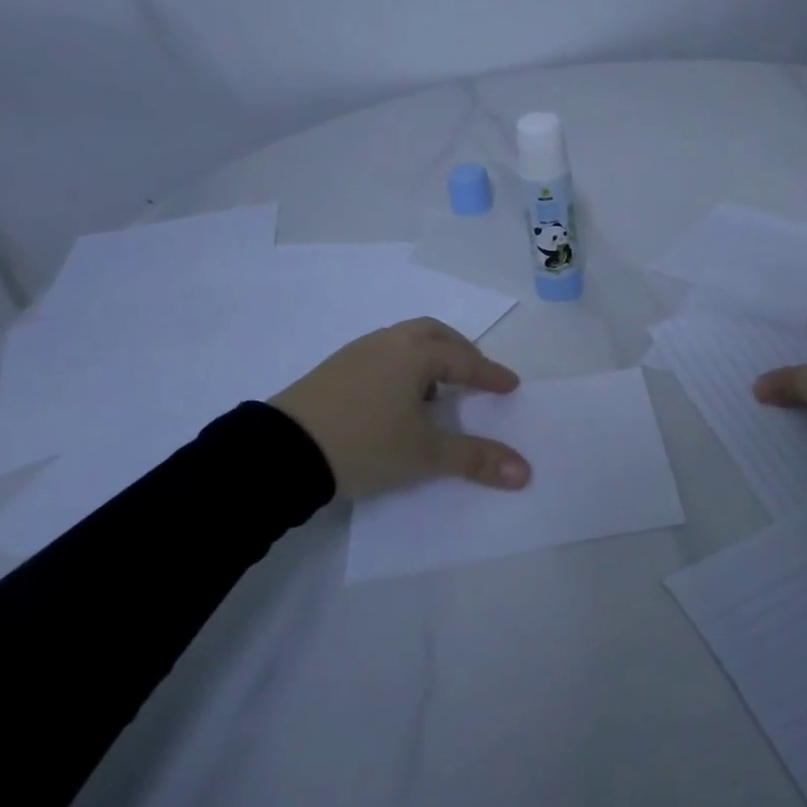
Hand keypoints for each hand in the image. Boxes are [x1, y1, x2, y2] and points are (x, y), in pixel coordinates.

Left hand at [270, 318, 531, 499]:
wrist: (281, 453)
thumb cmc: (364, 444)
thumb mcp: (424, 455)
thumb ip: (475, 459)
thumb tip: (525, 472)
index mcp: (414, 355)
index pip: (464, 360)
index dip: (490, 374)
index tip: (510, 386)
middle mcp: (387, 343)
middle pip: (433, 334)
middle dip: (460, 352)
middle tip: (475, 375)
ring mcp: (355, 353)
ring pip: (404, 342)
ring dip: (429, 358)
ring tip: (436, 391)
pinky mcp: (332, 369)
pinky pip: (381, 355)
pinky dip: (402, 367)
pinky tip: (396, 399)